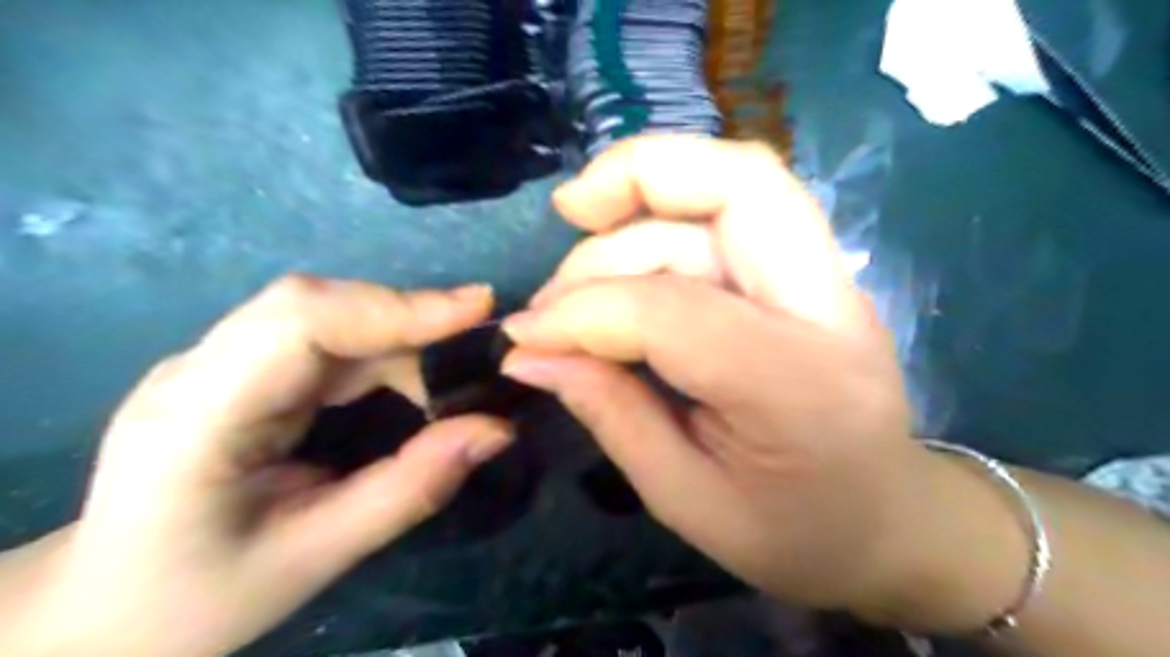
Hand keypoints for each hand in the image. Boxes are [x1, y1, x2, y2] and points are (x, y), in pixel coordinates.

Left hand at [8, 280, 511, 656]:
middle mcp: (199, 370)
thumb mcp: (317, 555)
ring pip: (327, 316)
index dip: (393, 306)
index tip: (477, 309)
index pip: (299, 322)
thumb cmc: (197, 599)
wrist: (103, 615)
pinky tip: (415, 378)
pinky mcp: (242, 371)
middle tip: (480, 340)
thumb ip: (412, 487)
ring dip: (401, 334)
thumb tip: (497, 429)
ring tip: (458, 367)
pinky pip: (326, 339)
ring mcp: (217, 364)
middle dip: (408, 317)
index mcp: (196, 416)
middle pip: (316, 306)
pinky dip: (382, 350)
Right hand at [502, 136, 1026, 629]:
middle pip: (740, 182)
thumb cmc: (793, 532)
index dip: (584, 311)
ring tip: (583, 274)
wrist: (889, 524)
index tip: (526, 334)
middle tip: (567, 212)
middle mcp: (828, 308)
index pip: (674, 310)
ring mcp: (830, 281)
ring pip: (734, 186)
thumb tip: (531, 353)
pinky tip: (625, 258)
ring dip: (642, 206)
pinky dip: (668, 218)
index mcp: (798, 388)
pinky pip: (735, 214)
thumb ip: (610, 414)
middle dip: (638, 174)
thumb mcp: (685, 499)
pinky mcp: (812, 274)